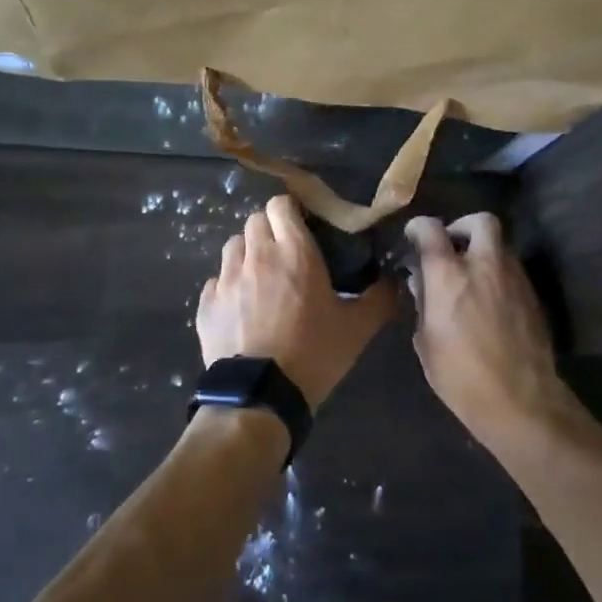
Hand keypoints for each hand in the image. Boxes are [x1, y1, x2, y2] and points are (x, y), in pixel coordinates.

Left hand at [197, 196, 397, 408]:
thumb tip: (395, 280)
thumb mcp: (357, 328)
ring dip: (247, 253)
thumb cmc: (313, 354)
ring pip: (234, 246)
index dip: (291, 211)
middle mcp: (257, 255)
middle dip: (270, 230)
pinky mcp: (206, 303)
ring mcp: (226, 278)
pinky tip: (241, 308)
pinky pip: (216, 280)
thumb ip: (380, 297)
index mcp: (294, 252)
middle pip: (255, 220)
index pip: (281, 204)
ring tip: (261, 278)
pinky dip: (228, 286)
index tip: (304, 226)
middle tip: (286, 253)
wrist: (259, 397)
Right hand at [403, 213, 570, 447]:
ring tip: (471, 279)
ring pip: (500, 246)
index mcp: (449, 275)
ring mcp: (514, 278)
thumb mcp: (426, 342)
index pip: (432, 229)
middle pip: (481, 221)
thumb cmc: (461, 376)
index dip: (420, 226)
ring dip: (483, 253)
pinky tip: (490, 301)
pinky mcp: (533, 296)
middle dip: (464, 226)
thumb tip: (423, 283)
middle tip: (452, 246)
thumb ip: (423, 304)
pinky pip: (512, 271)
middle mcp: (485, 266)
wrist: (521, 401)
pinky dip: (498, 276)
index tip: (415, 235)